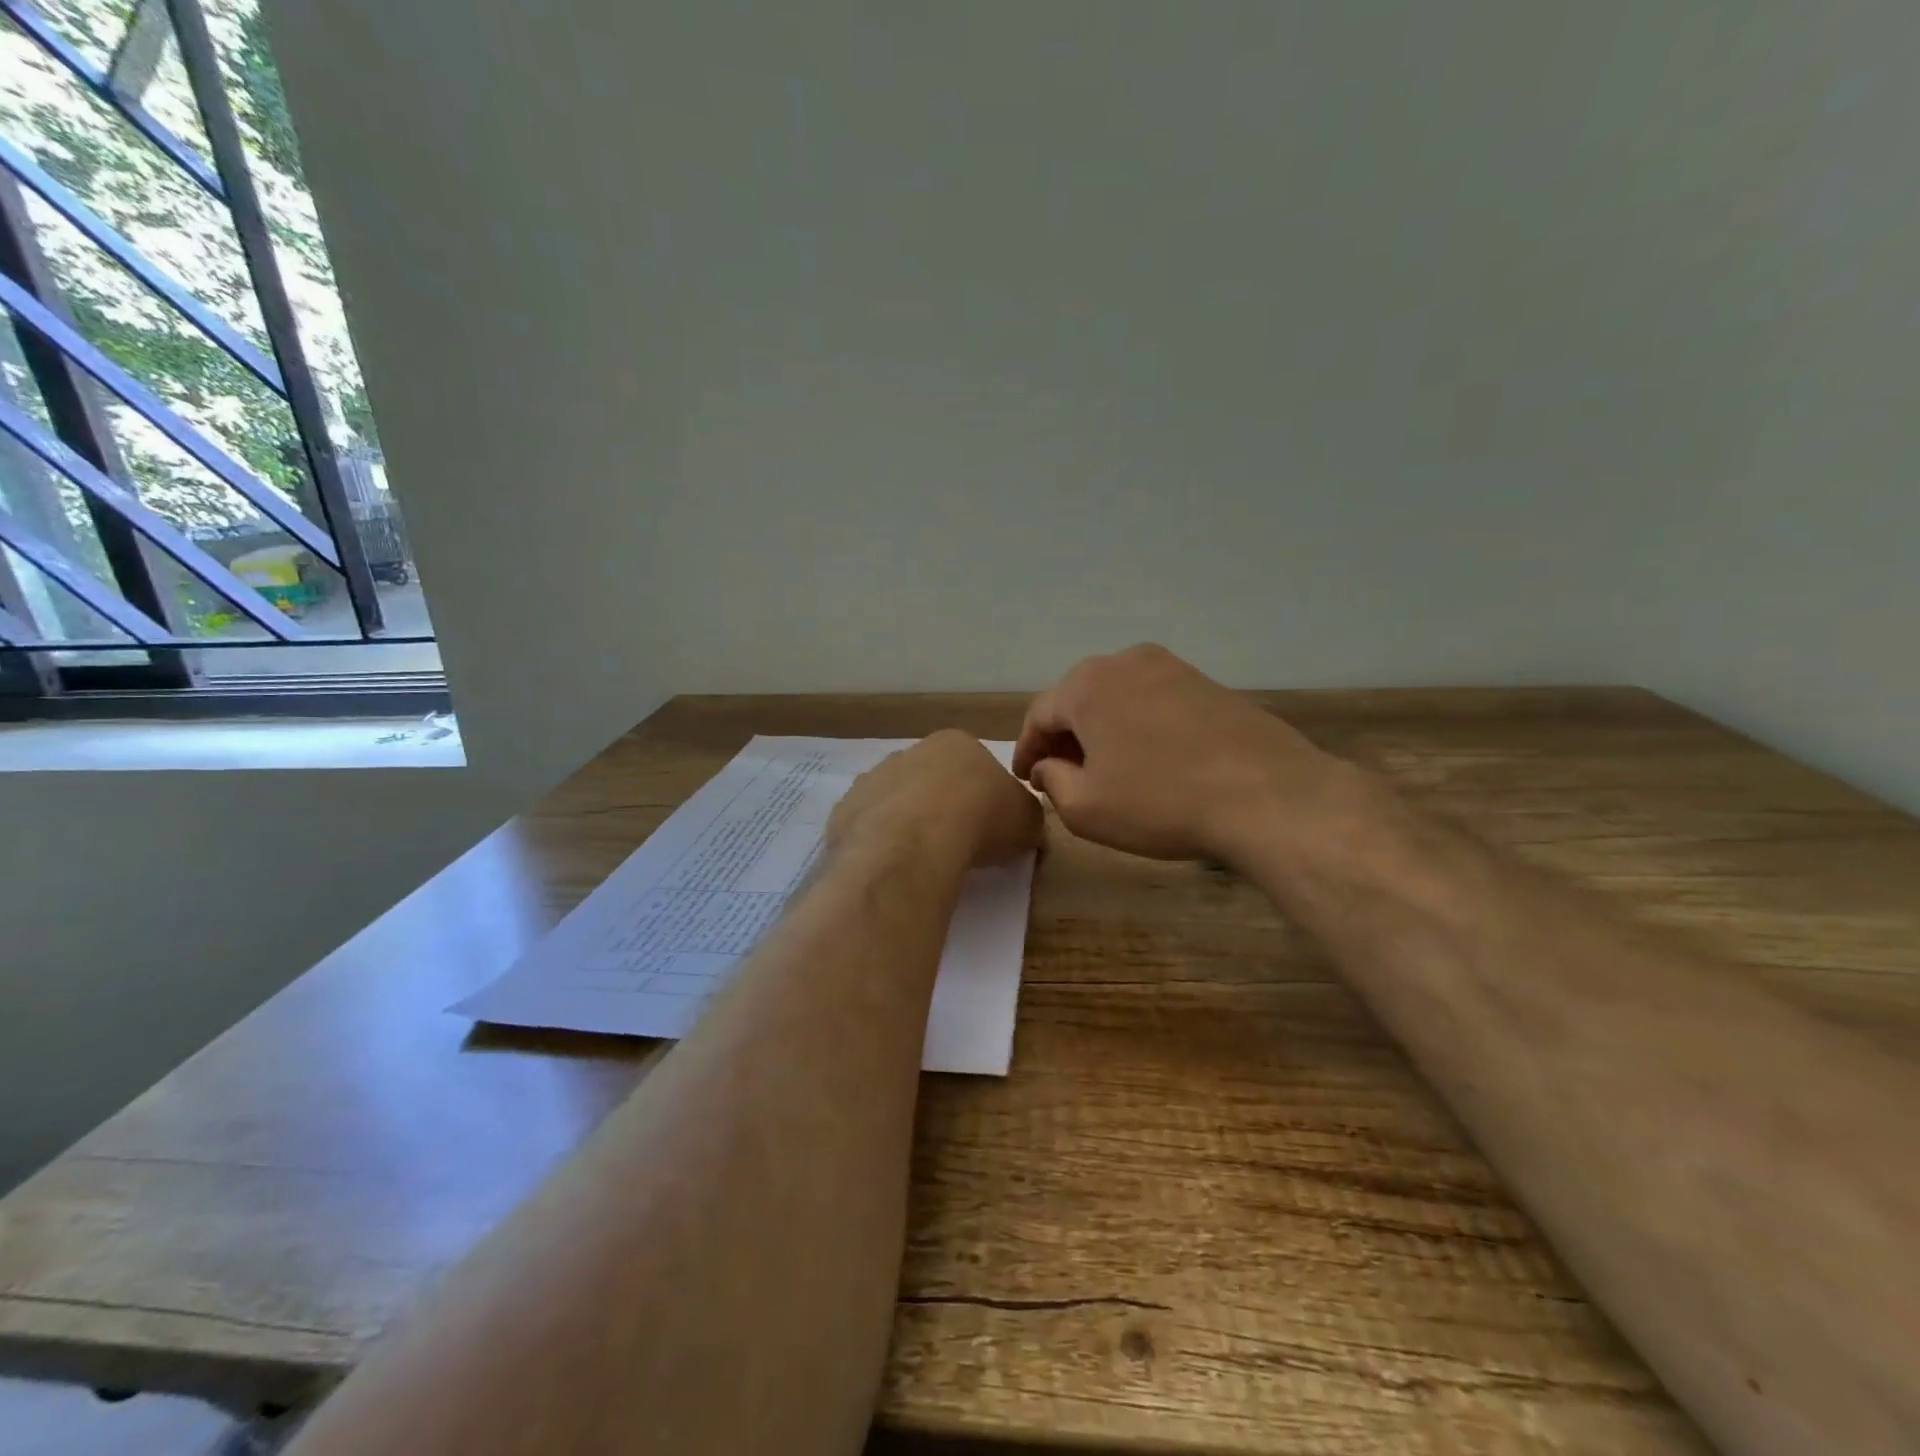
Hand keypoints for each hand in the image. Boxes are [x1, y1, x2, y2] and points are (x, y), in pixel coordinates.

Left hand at [829, 730, 1043, 869]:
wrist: (917, 839)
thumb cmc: (981, 818)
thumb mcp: (1028, 819)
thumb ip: (1026, 818)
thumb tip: (1025, 827)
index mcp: (956, 744)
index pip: (974, 766)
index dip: (983, 798)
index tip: (989, 828)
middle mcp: (910, 752)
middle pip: (930, 780)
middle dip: (941, 807)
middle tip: (956, 845)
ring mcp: (873, 779)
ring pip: (895, 802)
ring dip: (907, 824)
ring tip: (923, 861)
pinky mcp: (846, 810)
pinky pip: (868, 827)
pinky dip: (880, 844)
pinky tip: (894, 866)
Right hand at [1013, 644, 1346, 864]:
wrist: (1265, 794)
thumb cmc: (1160, 801)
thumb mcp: (1086, 808)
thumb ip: (1052, 781)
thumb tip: (1048, 766)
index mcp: (1086, 686)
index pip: (1039, 716)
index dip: (1027, 750)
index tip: (1025, 779)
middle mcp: (1124, 662)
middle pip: (1078, 700)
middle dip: (1064, 738)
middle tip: (1060, 775)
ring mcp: (1171, 668)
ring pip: (1117, 699)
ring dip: (1102, 731)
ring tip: (1104, 769)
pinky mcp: (1207, 683)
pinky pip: (1153, 703)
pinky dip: (1138, 727)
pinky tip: (1149, 759)